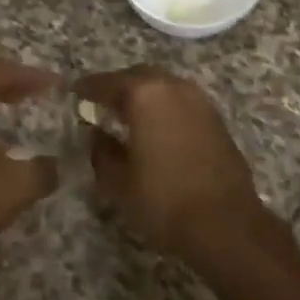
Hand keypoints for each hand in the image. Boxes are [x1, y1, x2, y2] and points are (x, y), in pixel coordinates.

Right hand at [74, 66, 273, 266]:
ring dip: (144, 95)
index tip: (74, 93)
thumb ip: (101, 151)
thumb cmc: (163, 200)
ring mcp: (199, 100)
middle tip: (100, 103)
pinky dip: (164, 107)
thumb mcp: (118, 181)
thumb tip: (96, 134)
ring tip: (127, 116)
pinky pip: (181, 101)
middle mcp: (173, 87)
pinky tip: (156, 128)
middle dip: (118, 86)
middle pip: (138, 76)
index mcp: (144, 95)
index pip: (106, 82)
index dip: (87, 88)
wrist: (225, 223)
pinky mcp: (215, 118)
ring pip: (163, 85)